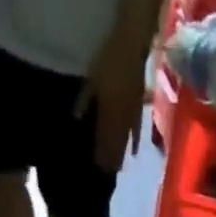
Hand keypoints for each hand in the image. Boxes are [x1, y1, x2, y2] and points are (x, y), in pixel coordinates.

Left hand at [75, 34, 147, 174]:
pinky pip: (136, 129)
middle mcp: (122, 117)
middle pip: (116, 144)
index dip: (100, 156)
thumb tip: (76, 118)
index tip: (96, 170)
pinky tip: (134, 152)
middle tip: (106, 175)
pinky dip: (134, 142)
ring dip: (121, 154)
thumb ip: (85, 99)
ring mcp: (133, 113)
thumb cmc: (110, 55)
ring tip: (118, 169)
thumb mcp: (92, 76)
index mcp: (110, 111)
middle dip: (111, 160)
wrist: (133, 41)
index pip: (104, 140)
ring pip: (126, 140)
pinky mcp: (139, 107)